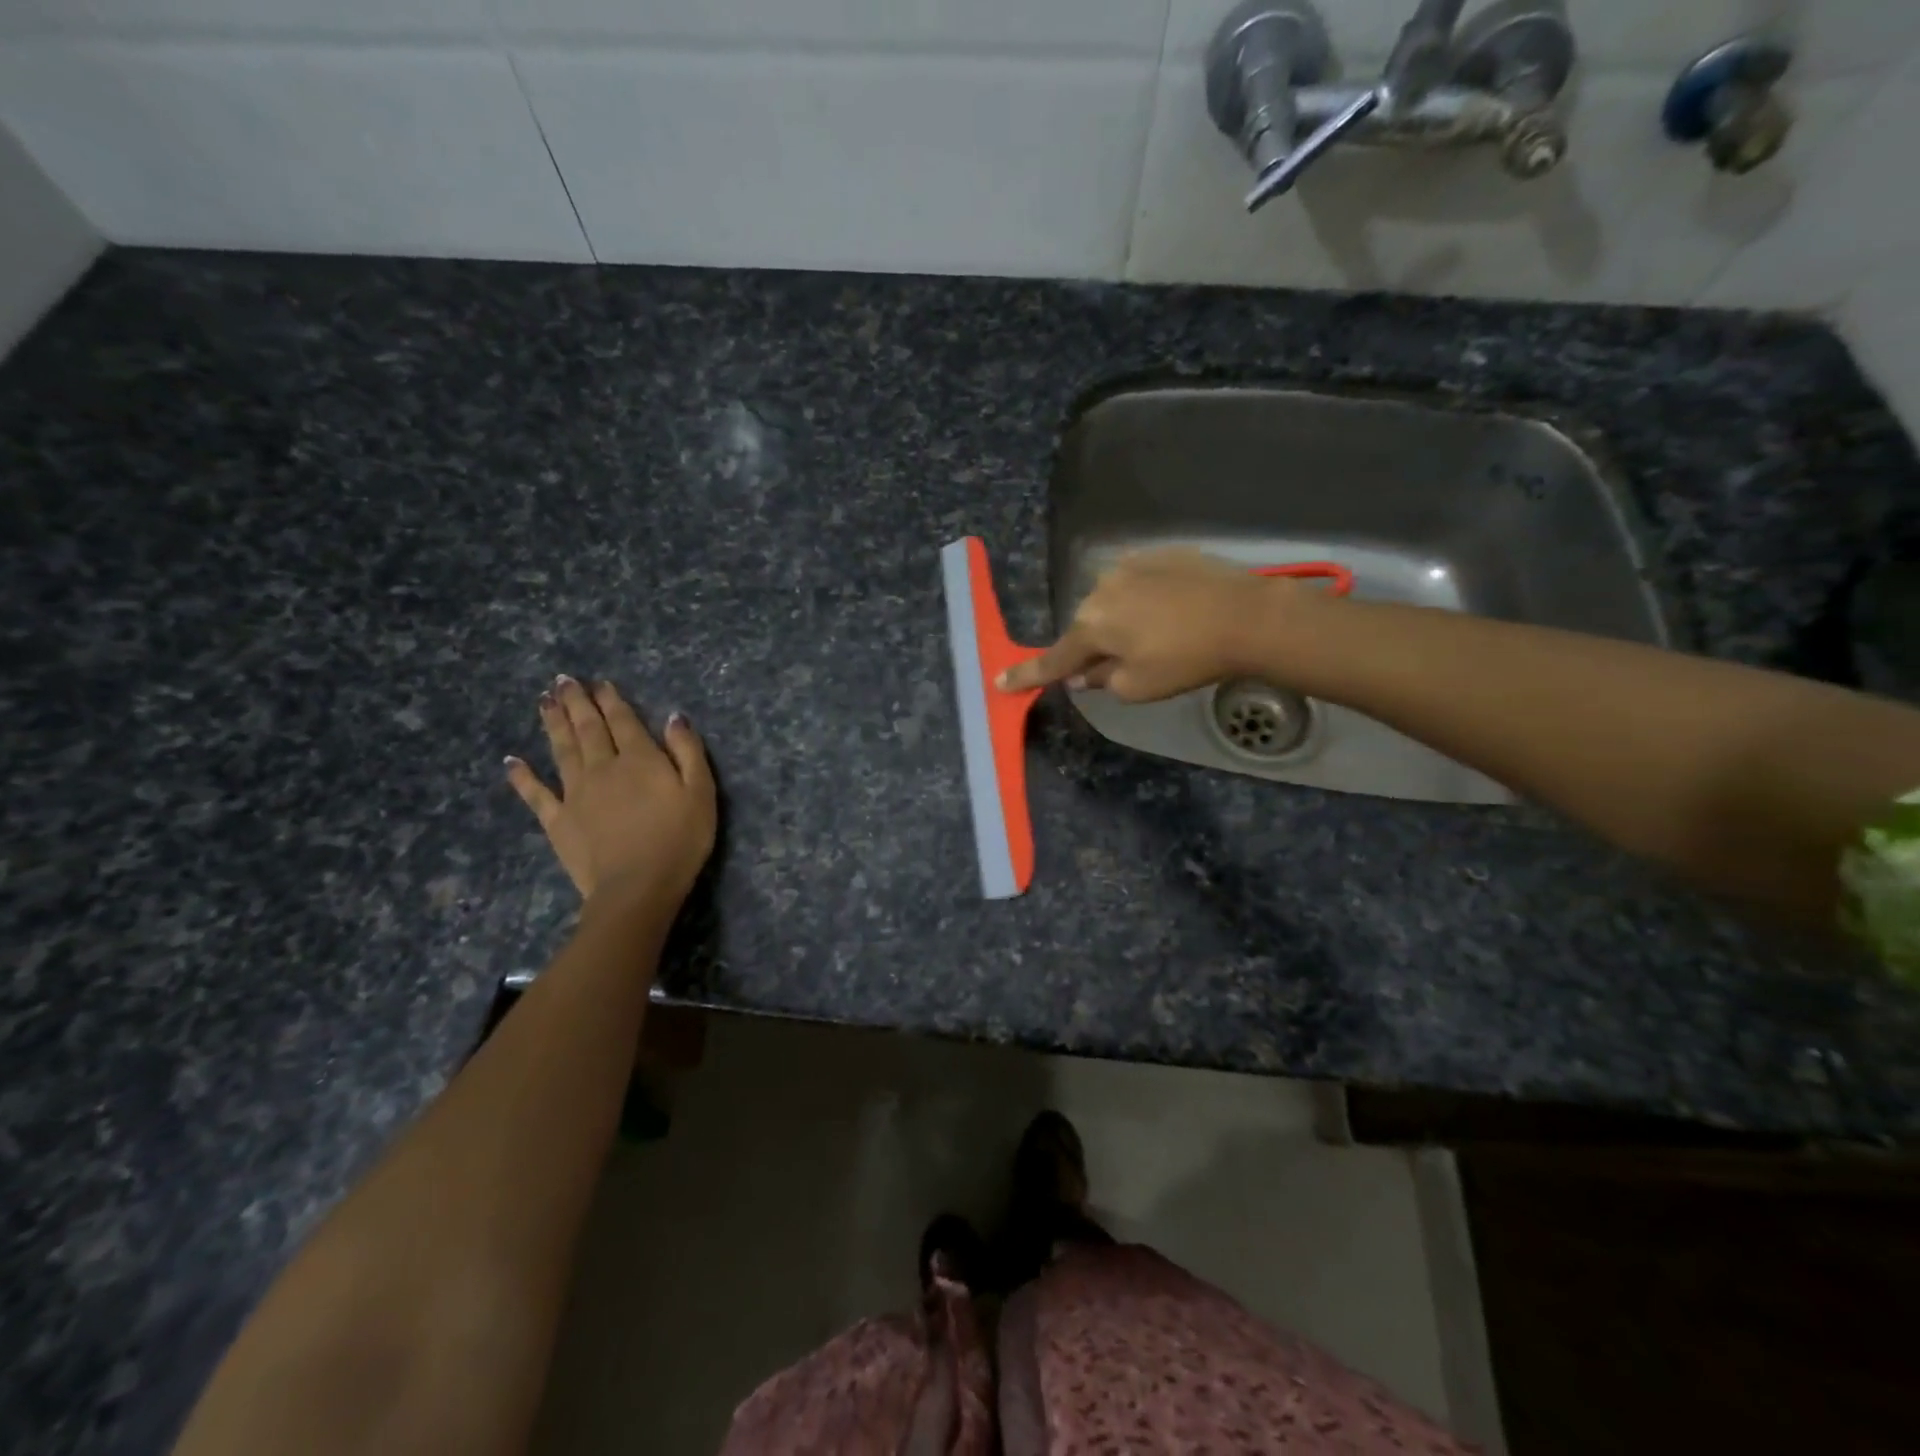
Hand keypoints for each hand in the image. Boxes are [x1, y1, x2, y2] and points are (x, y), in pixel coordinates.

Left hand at [505, 676, 716, 908]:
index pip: (623, 721)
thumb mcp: (701, 793)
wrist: (637, 887)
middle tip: (562, 681)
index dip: (611, 700)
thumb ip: (688, 752)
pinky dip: (522, 777)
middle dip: (576, 703)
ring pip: (562, 750)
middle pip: (588, 729)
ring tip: (544, 702)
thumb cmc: (679, 840)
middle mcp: (603, 768)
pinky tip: (512, 761)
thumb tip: (674, 717)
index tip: (599, 683)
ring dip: (553, 724)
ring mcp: (575, 794)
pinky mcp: (558, 821)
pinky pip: (536, 794)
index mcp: (640, 759)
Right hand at [998, 548, 1322, 701]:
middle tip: (1125, 663)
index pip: (1054, 659)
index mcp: (1090, 626)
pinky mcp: (1159, 553)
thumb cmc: (1187, 660)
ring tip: (1161, 634)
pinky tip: (1175, 610)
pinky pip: (1140, 581)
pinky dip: (1147, 598)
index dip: (1028, 674)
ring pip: (1113, 600)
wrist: (1246, 615)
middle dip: (1097, 644)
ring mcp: (1130, 565)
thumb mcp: (1139, 687)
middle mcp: (1100, 589)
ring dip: (1123, 618)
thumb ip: (1101, 680)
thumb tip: (1083, 673)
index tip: (999, 681)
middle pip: (1087, 626)